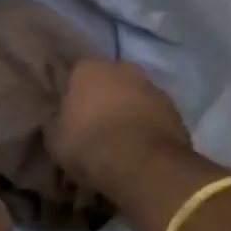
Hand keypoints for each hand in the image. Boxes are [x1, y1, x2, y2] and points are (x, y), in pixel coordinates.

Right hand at [48, 60, 192, 193]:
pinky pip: (155, 114)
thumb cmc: (89, 145)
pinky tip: (143, 147)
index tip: (72, 115)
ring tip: (123, 139)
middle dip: (105, 98)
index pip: (75, 76)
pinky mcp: (174, 108)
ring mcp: (151, 86)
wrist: (141, 163)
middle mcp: (121, 68)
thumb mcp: (56, 140)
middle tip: (98, 125)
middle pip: (110, 80)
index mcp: (87, 70)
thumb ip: (59, 123)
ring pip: (135, 95)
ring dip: (130, 110)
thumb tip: (61, 122)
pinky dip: (149, 125)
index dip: (74, 96)